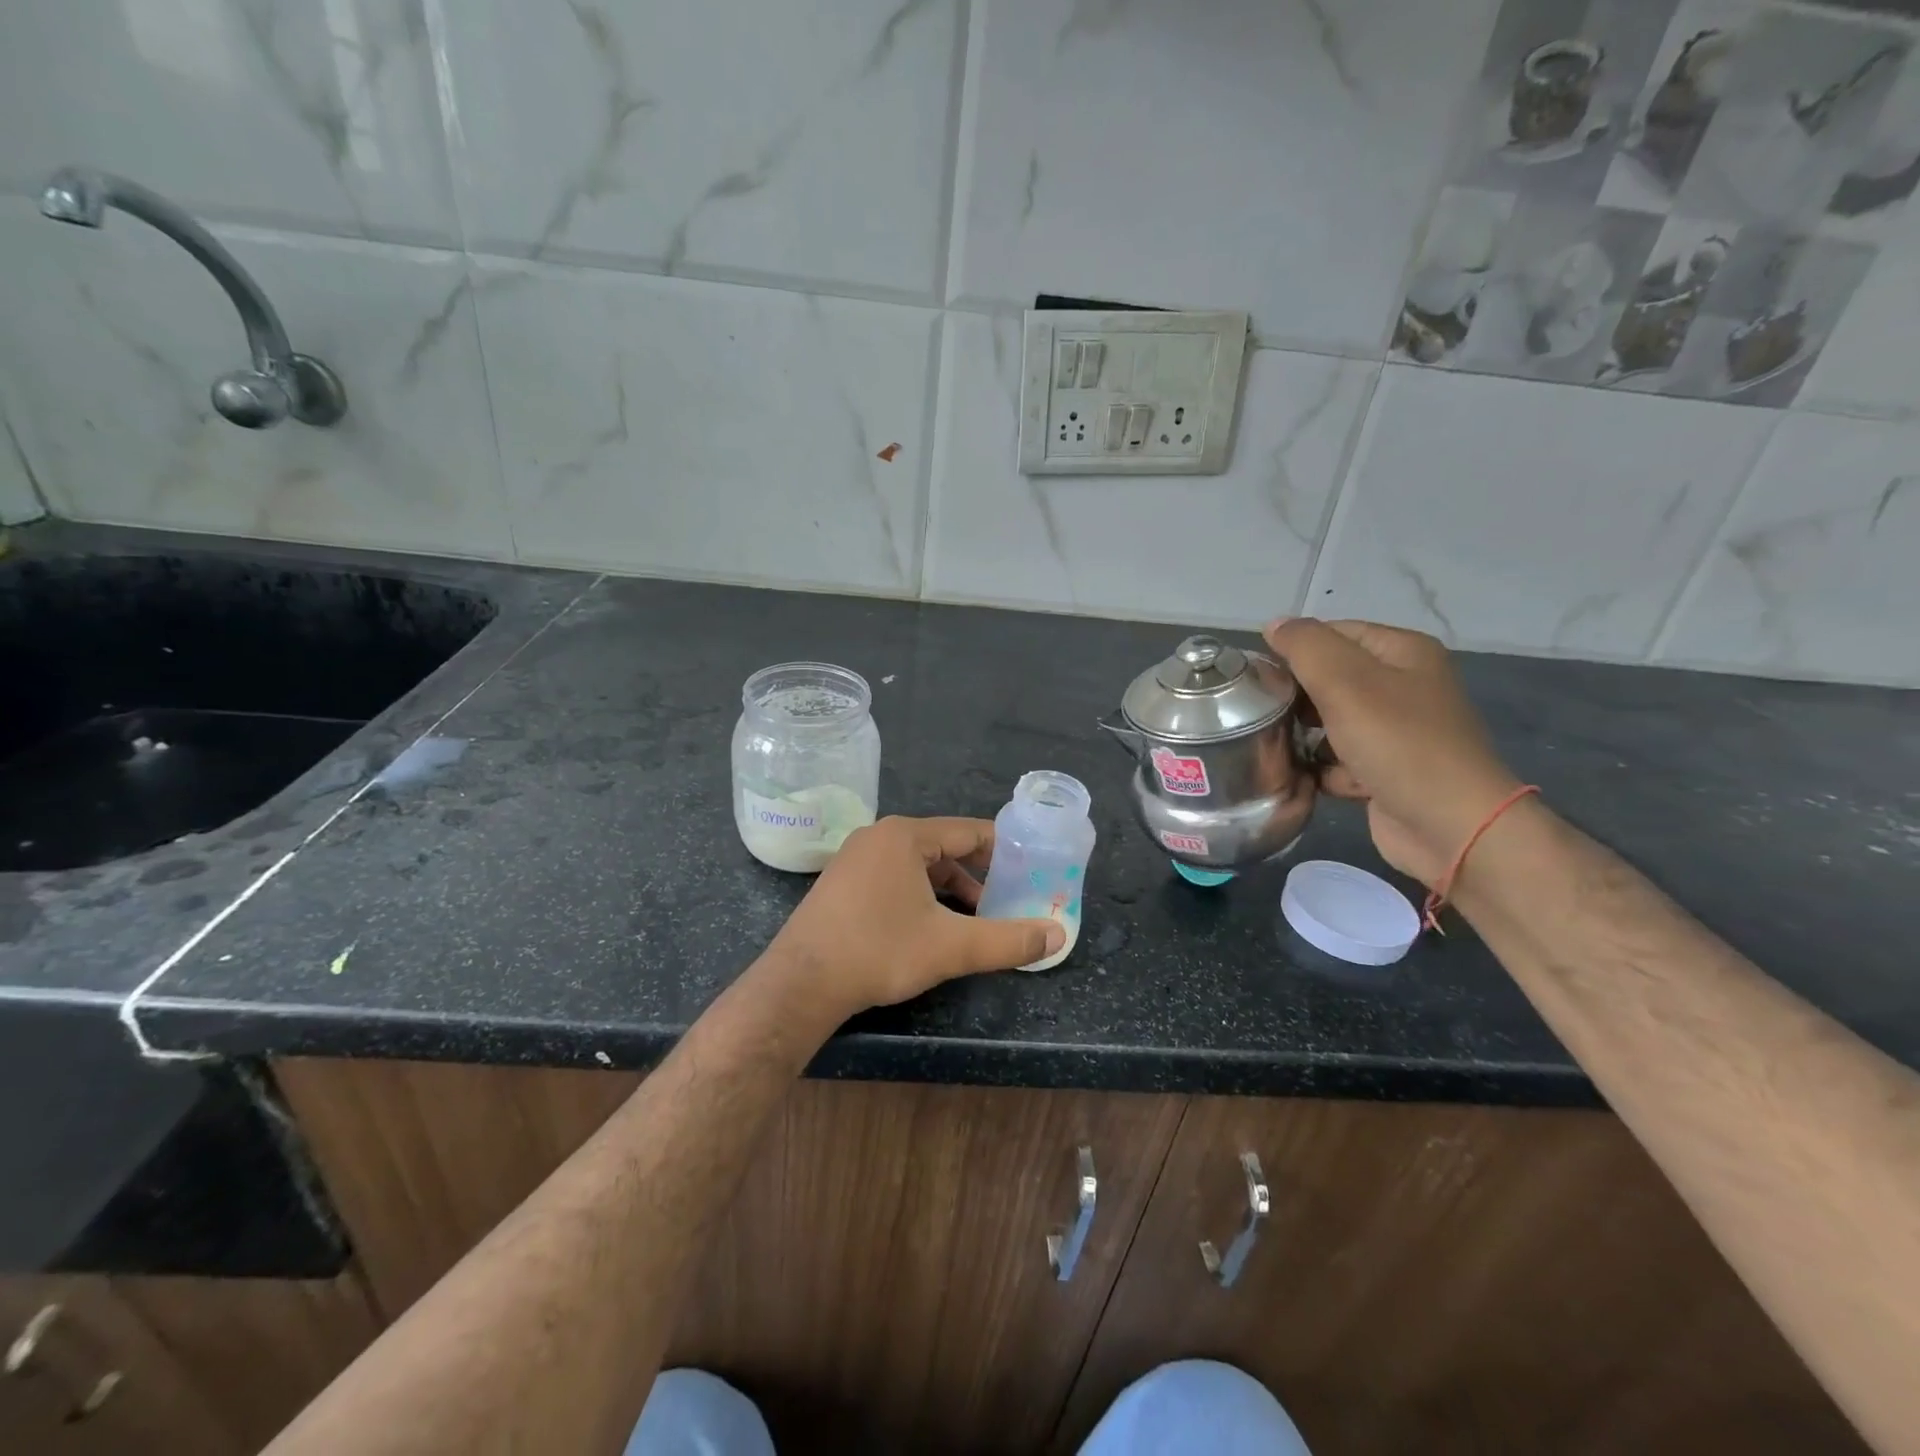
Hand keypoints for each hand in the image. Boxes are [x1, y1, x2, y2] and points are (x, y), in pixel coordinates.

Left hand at [766, 816, 1064, 1018]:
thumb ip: (1008, 940)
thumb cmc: (879, 951)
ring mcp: (854, 858)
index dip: (1003, 849)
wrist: (801, 984)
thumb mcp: (952, 946)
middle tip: (1008, 899)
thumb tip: (1058, 936)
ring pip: (917, 865)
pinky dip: (919, 894)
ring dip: (949, 888)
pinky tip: (930, 924)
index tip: (1031, 867)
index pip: (967, 831)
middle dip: (977, 874)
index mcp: (905, 836)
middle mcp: (878, 836)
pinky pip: (893, 876)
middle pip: (943, 847)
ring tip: (974, 918)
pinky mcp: (841, 882)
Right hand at [1265, 618, 1522, 886]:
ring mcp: (1396, 732)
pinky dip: (1322, 769)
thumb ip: (1306, 647)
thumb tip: (1274, 625)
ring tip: (1275, 745)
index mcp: (1402, 653)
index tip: (1257, 675)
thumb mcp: (1346, 683)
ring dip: (1303, 735)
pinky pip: (1339, 760)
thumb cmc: (1398, 744)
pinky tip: (1306, 778)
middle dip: (1295, 695)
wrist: (1449, 826)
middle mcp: (1403, 687)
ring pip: (1330, 722)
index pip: (1334, 633)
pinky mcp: (1385, 771)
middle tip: (1260, 711)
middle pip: (1330, 678)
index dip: (1293, 649)